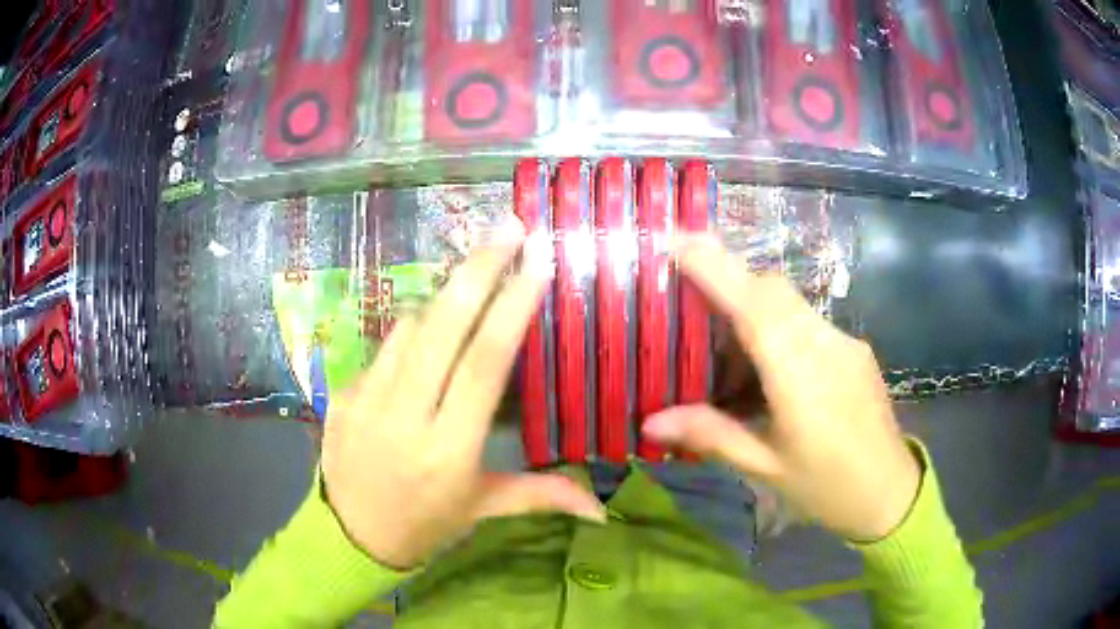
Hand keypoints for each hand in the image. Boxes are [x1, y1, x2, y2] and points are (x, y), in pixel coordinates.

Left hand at [321, 233, 604, 569]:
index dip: (512, 308)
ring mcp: (365, 399)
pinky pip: (384, 347)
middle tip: (508, 227)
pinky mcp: (342, 392)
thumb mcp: (483, 509)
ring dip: (444, 298)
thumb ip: (542, 496)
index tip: (536, 264)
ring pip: (410, 326)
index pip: (483, 364)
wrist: (350, 536)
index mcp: (448, 449)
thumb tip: (602, 508)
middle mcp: (405, 416)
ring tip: (474, 279)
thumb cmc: (425, 524)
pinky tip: (429, 336)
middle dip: (479, 269)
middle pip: (443, 327)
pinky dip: (412, 332)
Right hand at [643, 236, 920, 541]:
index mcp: (799, 374)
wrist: (891, 493)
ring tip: (723, 343)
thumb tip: (649, 422)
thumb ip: (710, 434)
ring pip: (790, 301)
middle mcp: (824, 342)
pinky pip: (807, 320)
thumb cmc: (826, 487)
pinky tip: (768, 364)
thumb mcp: (764, 467)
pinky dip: (778, 323)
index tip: (677, 240)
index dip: (716, 267)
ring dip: (752, 303)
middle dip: (729, 278)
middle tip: (688, 297)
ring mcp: (843, 341)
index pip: (754, 305)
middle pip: (772, 288)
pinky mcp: (853, 348)